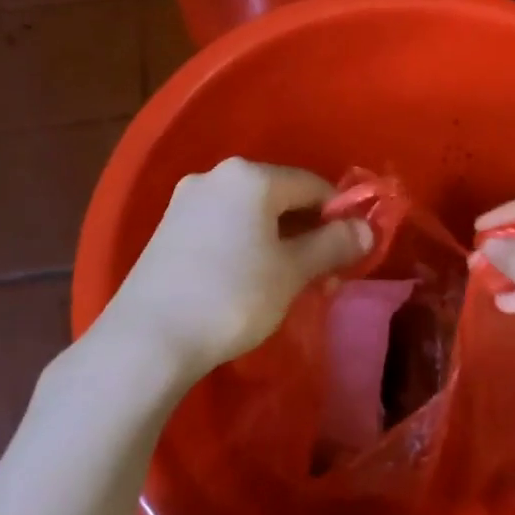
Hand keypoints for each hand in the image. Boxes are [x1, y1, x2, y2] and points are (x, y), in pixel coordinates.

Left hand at [101, 158, 370, 382]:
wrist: (148, 339)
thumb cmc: (232, 296)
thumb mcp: (292, 272)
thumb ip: (333, 244)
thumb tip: (366, 228)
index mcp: (250, 176)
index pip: (312, 184)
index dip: (339, 216)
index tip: (350, 254)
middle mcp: (216, 176)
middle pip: (280, 196)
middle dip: (308, 231)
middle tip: (323, 275)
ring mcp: (186, 202)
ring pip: (250, 214)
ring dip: (278, 241)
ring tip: (288, 283)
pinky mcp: (168, 229)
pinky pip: (223, 227)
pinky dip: (246, 246)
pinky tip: (248, 280)